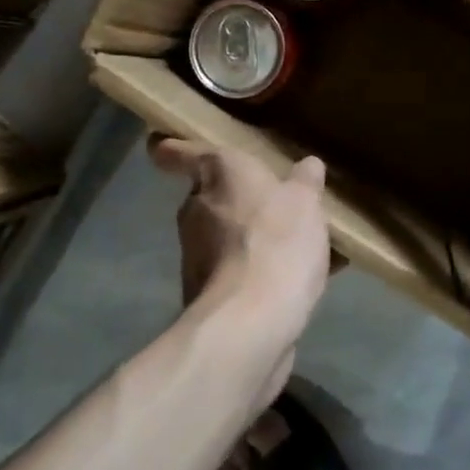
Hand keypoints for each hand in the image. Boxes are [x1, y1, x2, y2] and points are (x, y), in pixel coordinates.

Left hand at [148, 136, 332, 344]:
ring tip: (297, 247)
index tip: (162, 148)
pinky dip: (258, 272)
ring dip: (252, 239)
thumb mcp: (305, 203)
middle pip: (210, 196)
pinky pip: (236, 271)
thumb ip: (305, 183)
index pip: (180, 152)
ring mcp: (195, 254)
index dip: (172, 149)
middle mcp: (197, 209)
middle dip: (237, 200)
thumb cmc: (277, 241)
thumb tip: (307, 166)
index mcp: (217, 174)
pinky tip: (296, 282)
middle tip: (273, 203)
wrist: (249, 321)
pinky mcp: (204, 292)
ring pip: (225, 236)